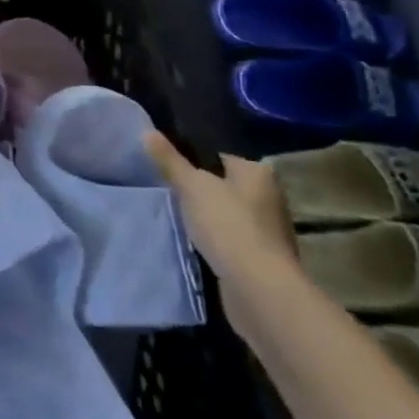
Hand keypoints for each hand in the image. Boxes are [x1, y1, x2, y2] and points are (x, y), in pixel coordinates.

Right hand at [146, 132, 297, 323]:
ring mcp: (270, 230)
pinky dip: (219, 240)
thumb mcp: (191, 186)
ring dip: (211, 217)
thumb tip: (147, 131)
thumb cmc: (226, 224)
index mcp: (258, 173)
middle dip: (203, 190)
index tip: (171, 169)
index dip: (194, 160)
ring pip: (231, 214)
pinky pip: (235, 239)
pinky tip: (200, 245)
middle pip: (226, 185)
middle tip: (171, 193)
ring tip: (181, 219)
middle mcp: (270, 197)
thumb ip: (170, 160)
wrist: (258, 286)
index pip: (220, 156)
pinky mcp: (265, 258)